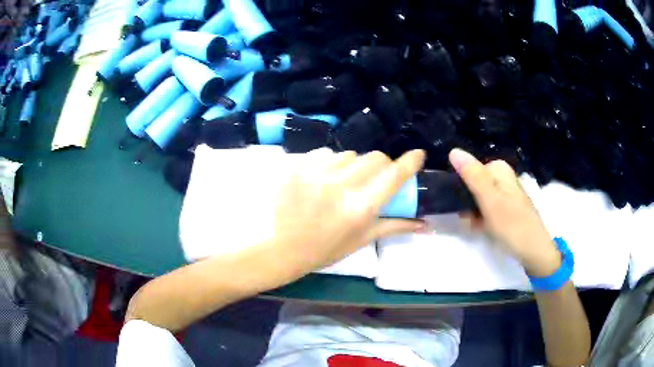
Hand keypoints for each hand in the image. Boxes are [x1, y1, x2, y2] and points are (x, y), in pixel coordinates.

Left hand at [265, 148, 426, 282]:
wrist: (282, 248)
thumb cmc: (326, 249)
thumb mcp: (362, 239)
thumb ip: (395, 226)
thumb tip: (426, 224)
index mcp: (360, 208)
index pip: (394, 175)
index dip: (410, 162)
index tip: (417, 155)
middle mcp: (340, 186)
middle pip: (375, 157)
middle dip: (382, 165)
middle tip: (375, 178)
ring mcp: (316, 173)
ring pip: (349, 154)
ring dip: (354, 165)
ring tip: (344, 181)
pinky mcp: (297, 167)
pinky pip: (324, 153)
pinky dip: (330, 163)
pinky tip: (323, 178)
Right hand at [449, 148, 560, 276]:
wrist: (534, 250)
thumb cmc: (512, 224)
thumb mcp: (490, 199)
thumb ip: (472, 175)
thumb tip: (453, 150)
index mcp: (499, 169)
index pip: (469, 170)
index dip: (462, 188)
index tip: (461, 205)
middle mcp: (502, 177)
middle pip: (473, 185)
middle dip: (467, 203)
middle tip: (470, 219)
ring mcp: (505, 194)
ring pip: (478, 199)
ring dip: (472, 213)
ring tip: (477, 227)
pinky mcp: (506, 209)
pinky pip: (487, 209)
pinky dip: (482, 219)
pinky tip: (483, 229)